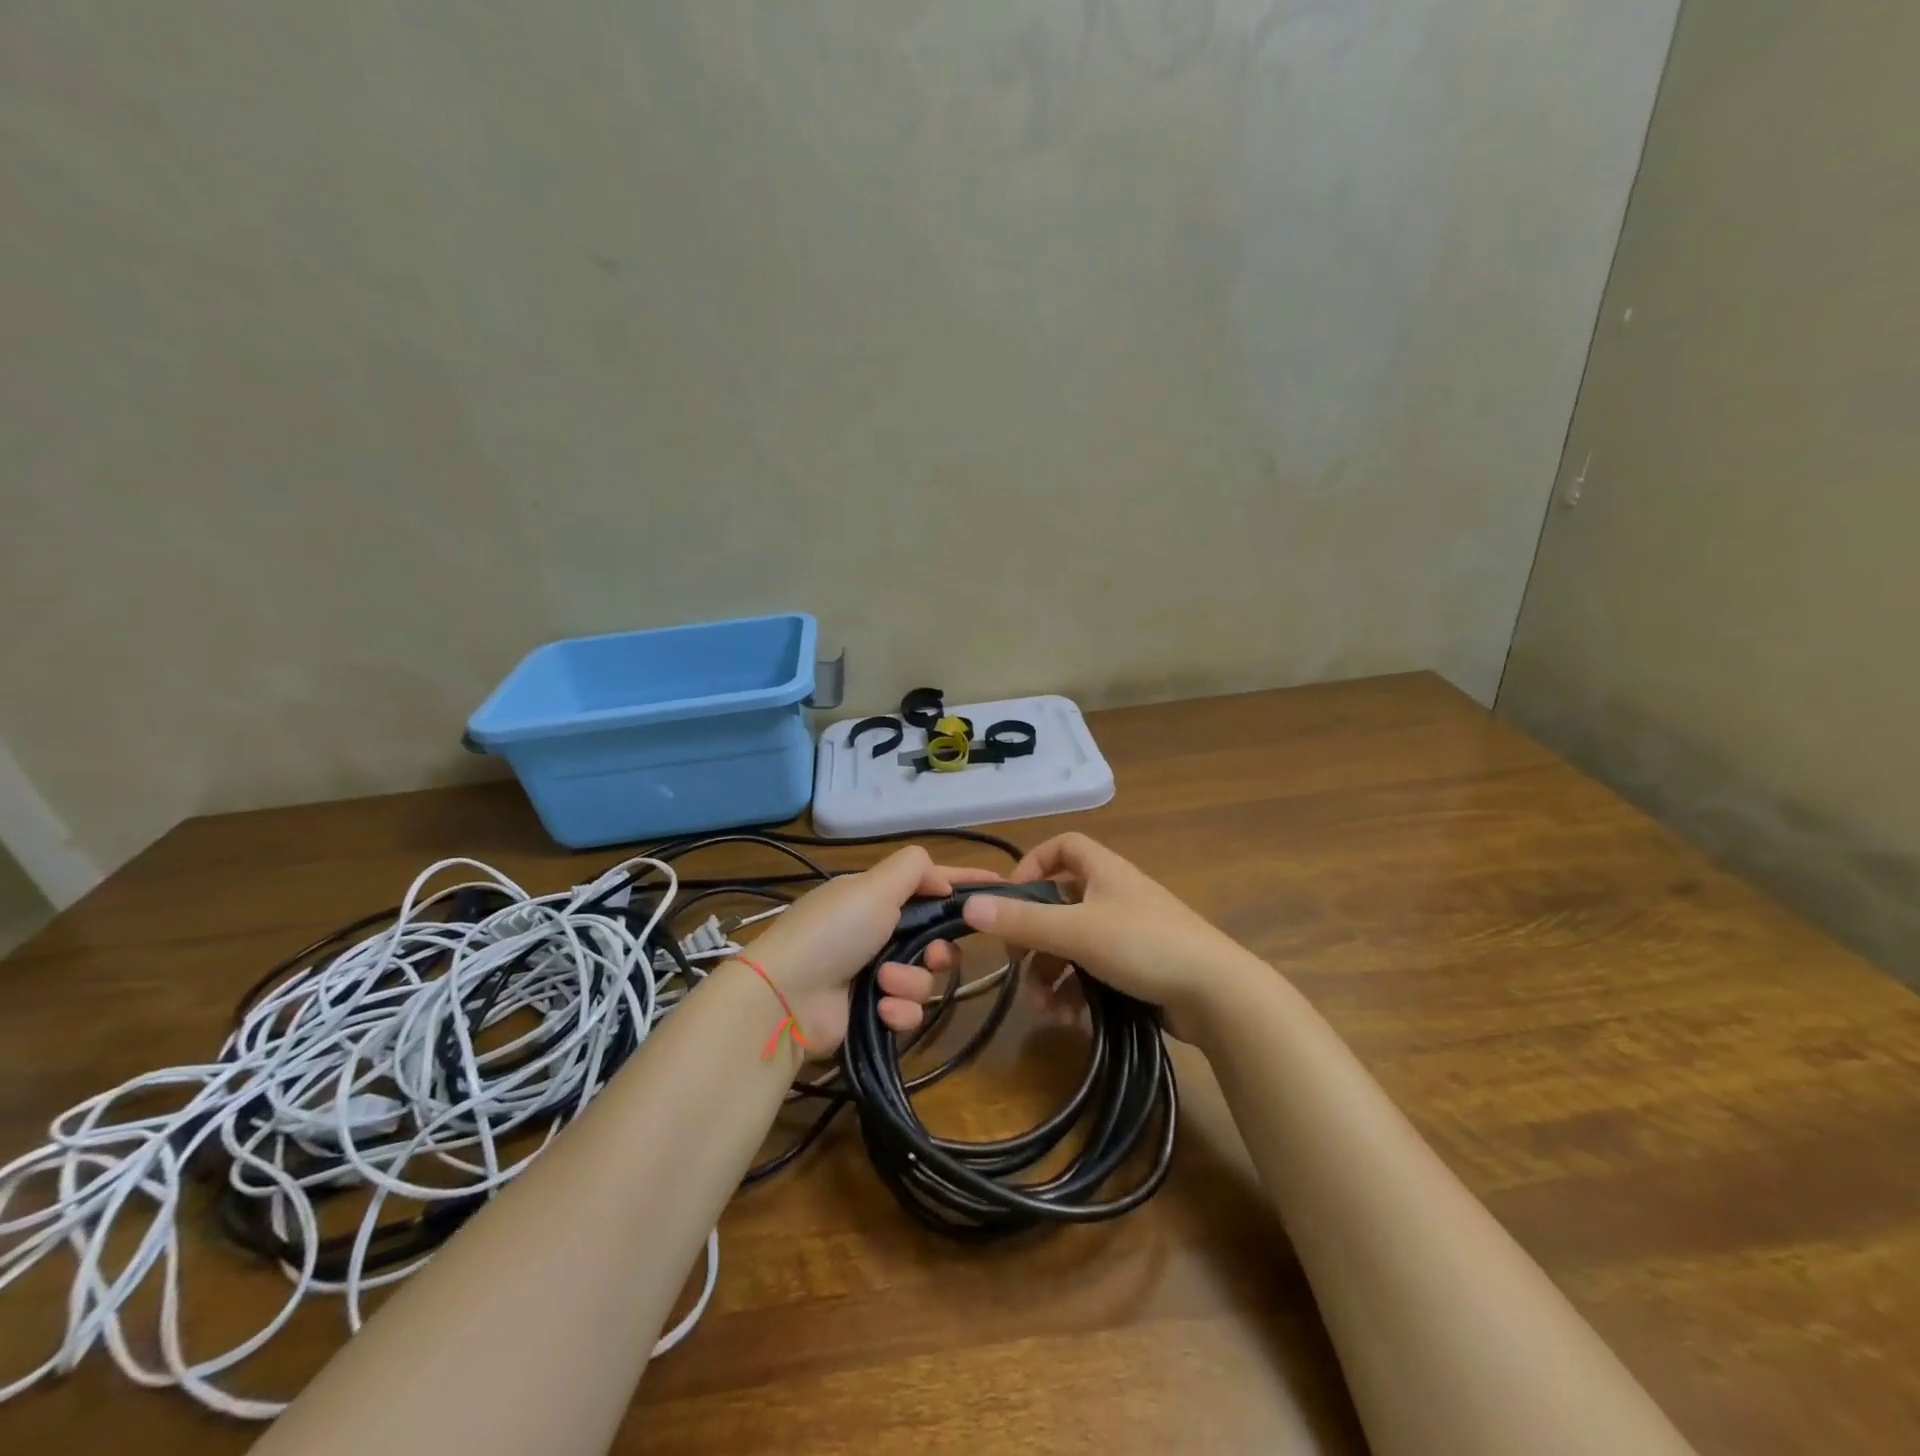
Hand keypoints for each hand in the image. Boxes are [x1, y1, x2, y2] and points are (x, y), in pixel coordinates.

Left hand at [741, 846, 997, 1056]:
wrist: (784, 998)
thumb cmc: (833, 932)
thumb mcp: (873, 886)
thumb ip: (914, 869)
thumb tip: (944, 879)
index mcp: (873, 898)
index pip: (927, 883)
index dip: (962, 883)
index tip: (1001, 887)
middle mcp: (875, 933)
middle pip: (933, 937)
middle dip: (939, 948)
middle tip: (934, 955)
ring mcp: (872, 974)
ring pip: (924, 977)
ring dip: (911, 980)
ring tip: (885, 983)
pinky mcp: (871, 1013)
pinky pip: (907, 1010)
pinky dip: (898, 1010)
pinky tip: (882, 1010)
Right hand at [959, 832, 1265, 1041]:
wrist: (1218, 994)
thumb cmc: (1144, 945)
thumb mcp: (1076, 931)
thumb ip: (1022, 920)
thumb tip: (968, 906)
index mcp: (1104, 872)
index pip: (1063, 847)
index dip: (1033, 865)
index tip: (1010, 897)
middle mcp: (1116, 896)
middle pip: (1061, 905)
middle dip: (1035, 938)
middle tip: (1017, 964)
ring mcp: (1130, 934)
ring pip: (1075, 946)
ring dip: (1052, 975)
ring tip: (1043, 1007)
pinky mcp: (1141, 970)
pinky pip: (1096, 973)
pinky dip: (1078, 992)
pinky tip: (1070, 1020)